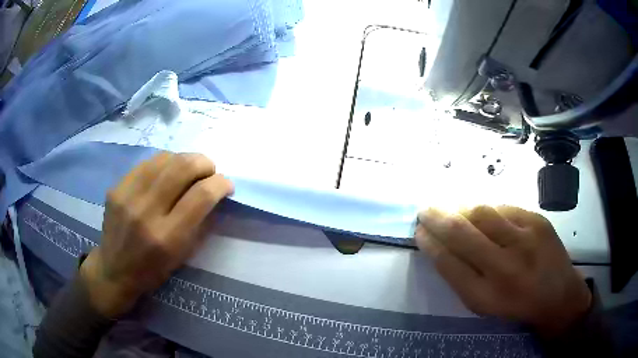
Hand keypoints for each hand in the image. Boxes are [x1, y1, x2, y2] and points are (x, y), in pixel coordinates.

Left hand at [80, 152, 233, 317]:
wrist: (114, 270)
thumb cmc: (152, 270)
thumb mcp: (182, 255)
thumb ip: (200, 222)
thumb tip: (214, 192)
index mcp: (168, 237)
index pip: (201, 196)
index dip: (221, 184)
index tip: (226, 184)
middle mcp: (146, 212)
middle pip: (183, 167)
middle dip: (205, 163)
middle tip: (210, 171)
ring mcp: (128, 196)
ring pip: (165, 158)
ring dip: (185, 159)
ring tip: (189, 170)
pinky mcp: (116, 188)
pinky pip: (147, 163)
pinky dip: (164, 163)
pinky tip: (167, 173)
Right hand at [415, 206, 591, 336]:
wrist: (558, 296)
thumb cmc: (516, 305)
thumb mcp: (483, 304)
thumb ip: (461, 277)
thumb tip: (440, 245)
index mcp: (485, 295)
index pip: (448, 262)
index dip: (429, 243)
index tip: (419, 231)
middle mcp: (504, 266)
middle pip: (462, 232)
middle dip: (437, 217)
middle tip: (425, 210)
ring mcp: (525, 239)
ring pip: (482, 213)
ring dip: (460, 208)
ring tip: (451, 208)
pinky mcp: (538, 221)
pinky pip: (504, 208)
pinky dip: (487, 209)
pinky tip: (482, 214)